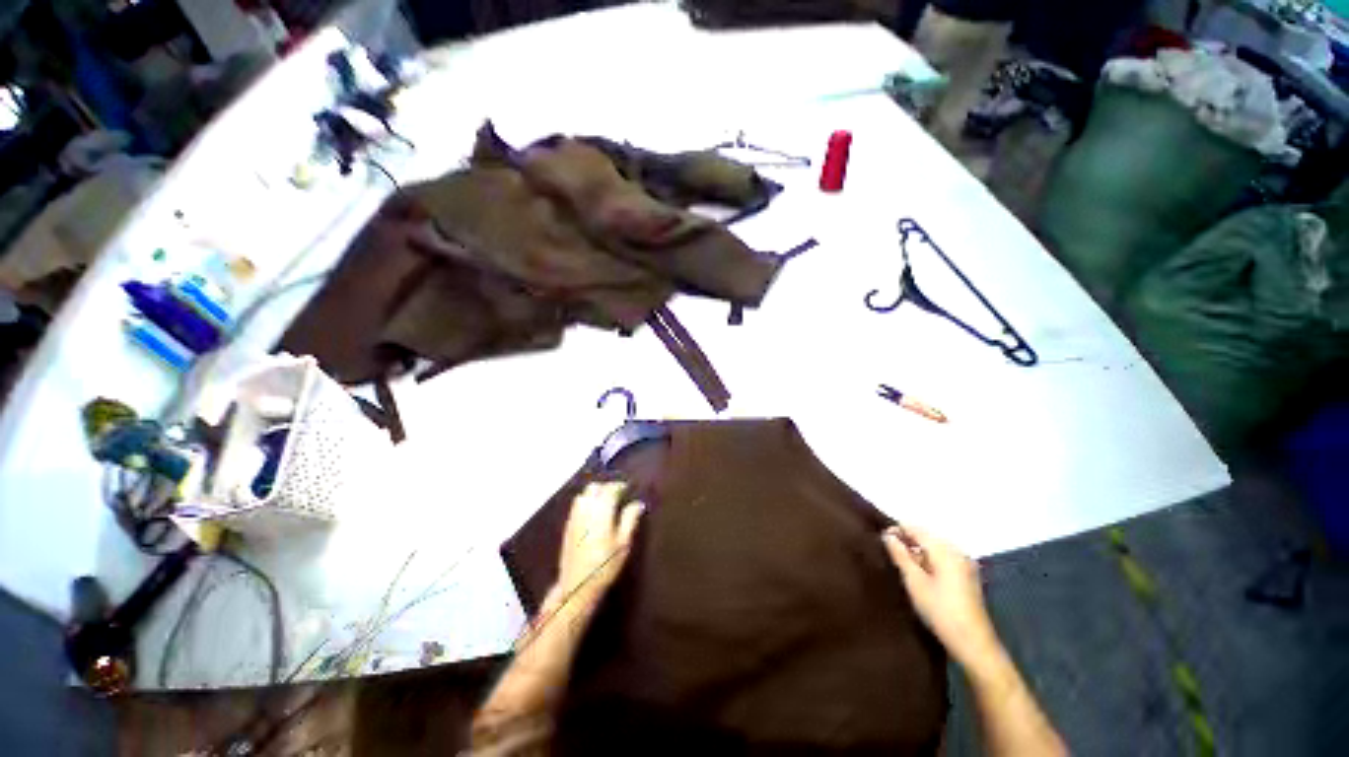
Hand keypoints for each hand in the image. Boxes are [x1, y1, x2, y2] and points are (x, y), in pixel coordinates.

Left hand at [553, 482, 643, 607]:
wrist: (577, 585)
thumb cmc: (605, 565)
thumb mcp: (623, 544)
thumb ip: (629, 519)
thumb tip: (637, 503)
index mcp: (601, 511)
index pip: (610, 489)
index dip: (619, 486)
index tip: (628, 488)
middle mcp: (586, 509)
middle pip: (594, 487)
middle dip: (606, 487)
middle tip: (618, 494)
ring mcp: (574, 517)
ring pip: (584, 494)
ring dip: (595, 493)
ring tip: (606, 502)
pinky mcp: (568, 525)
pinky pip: (577, 505)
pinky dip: (586, 501)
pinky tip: (594, 512)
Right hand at [882, 525, 999, 666]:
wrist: (973, 644)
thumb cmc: (941, 611)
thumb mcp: (915, 582)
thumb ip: (900, 555)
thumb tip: (887, 535)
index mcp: (945, 550)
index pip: (916, 529)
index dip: (897, 530)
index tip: (880, 537)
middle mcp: (957, 552)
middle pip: (927, 537)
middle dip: (907, 541)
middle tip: (888, 551)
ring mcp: (964, 564)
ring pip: (934, 548)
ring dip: (917, 552)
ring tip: (900, 563)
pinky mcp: (967, 577)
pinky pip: (943, 559)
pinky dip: (928, 561)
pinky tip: (918, 573)